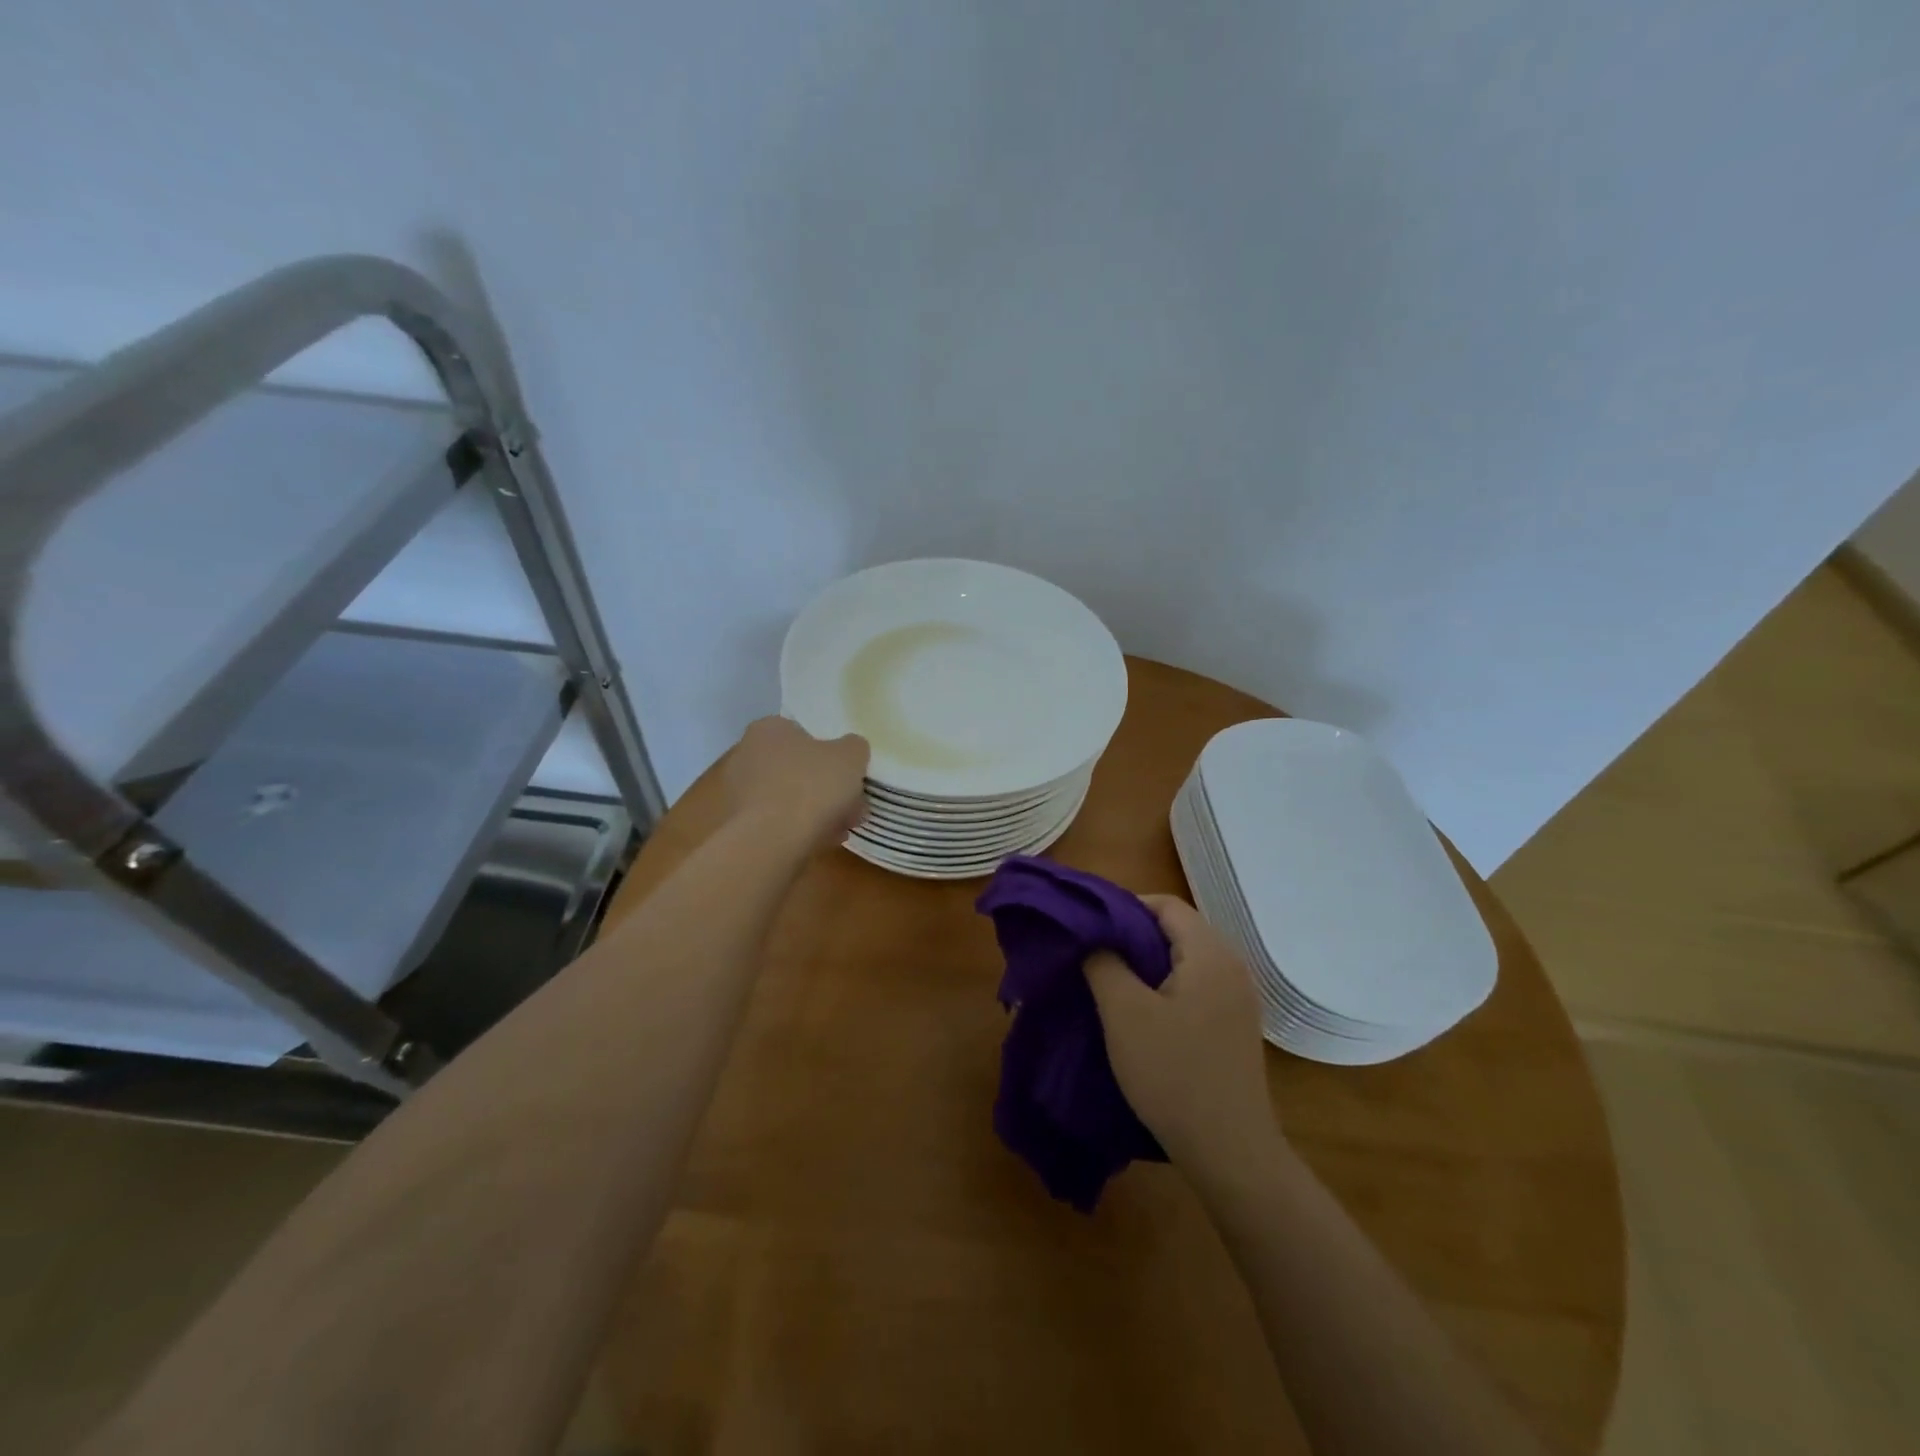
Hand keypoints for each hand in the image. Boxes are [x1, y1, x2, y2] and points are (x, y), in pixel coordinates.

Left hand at [723, 716, 869, 850]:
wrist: (773, 840)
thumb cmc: (812, 786)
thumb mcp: (852, 756)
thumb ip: (854, 747)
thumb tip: (850, 750)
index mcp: (768, 729)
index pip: (803, 735)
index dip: (831, 756)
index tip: (849, 776)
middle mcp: (746, 754)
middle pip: (796, 768)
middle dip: (825, 787)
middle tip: (850, 806)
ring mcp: (738, 791)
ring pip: (788, 797)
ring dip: (814, 811)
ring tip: (841, 829)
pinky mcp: (737, 825)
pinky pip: (776, 822)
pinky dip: (797, 829)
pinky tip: (821, 842)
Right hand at [1084, 894, 1281, 1178]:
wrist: (1229, 1152)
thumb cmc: (1173, 1074)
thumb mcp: (1124, 1013)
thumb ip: (1103, 963)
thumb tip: (1094, 937)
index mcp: (1210, 953)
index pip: (1165, 904)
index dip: (1124, 908)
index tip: (1090, 930)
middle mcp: (1232, 966)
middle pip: (1177, 929)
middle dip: (1132, 936)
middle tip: (1094, 956)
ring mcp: (1239, 998)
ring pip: (1186, 960)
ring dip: (1148, 964)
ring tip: (1111, 983)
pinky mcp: (1236, 1026)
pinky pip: (1197, 986)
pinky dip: (1167, 987)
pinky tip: (1143, 1014)